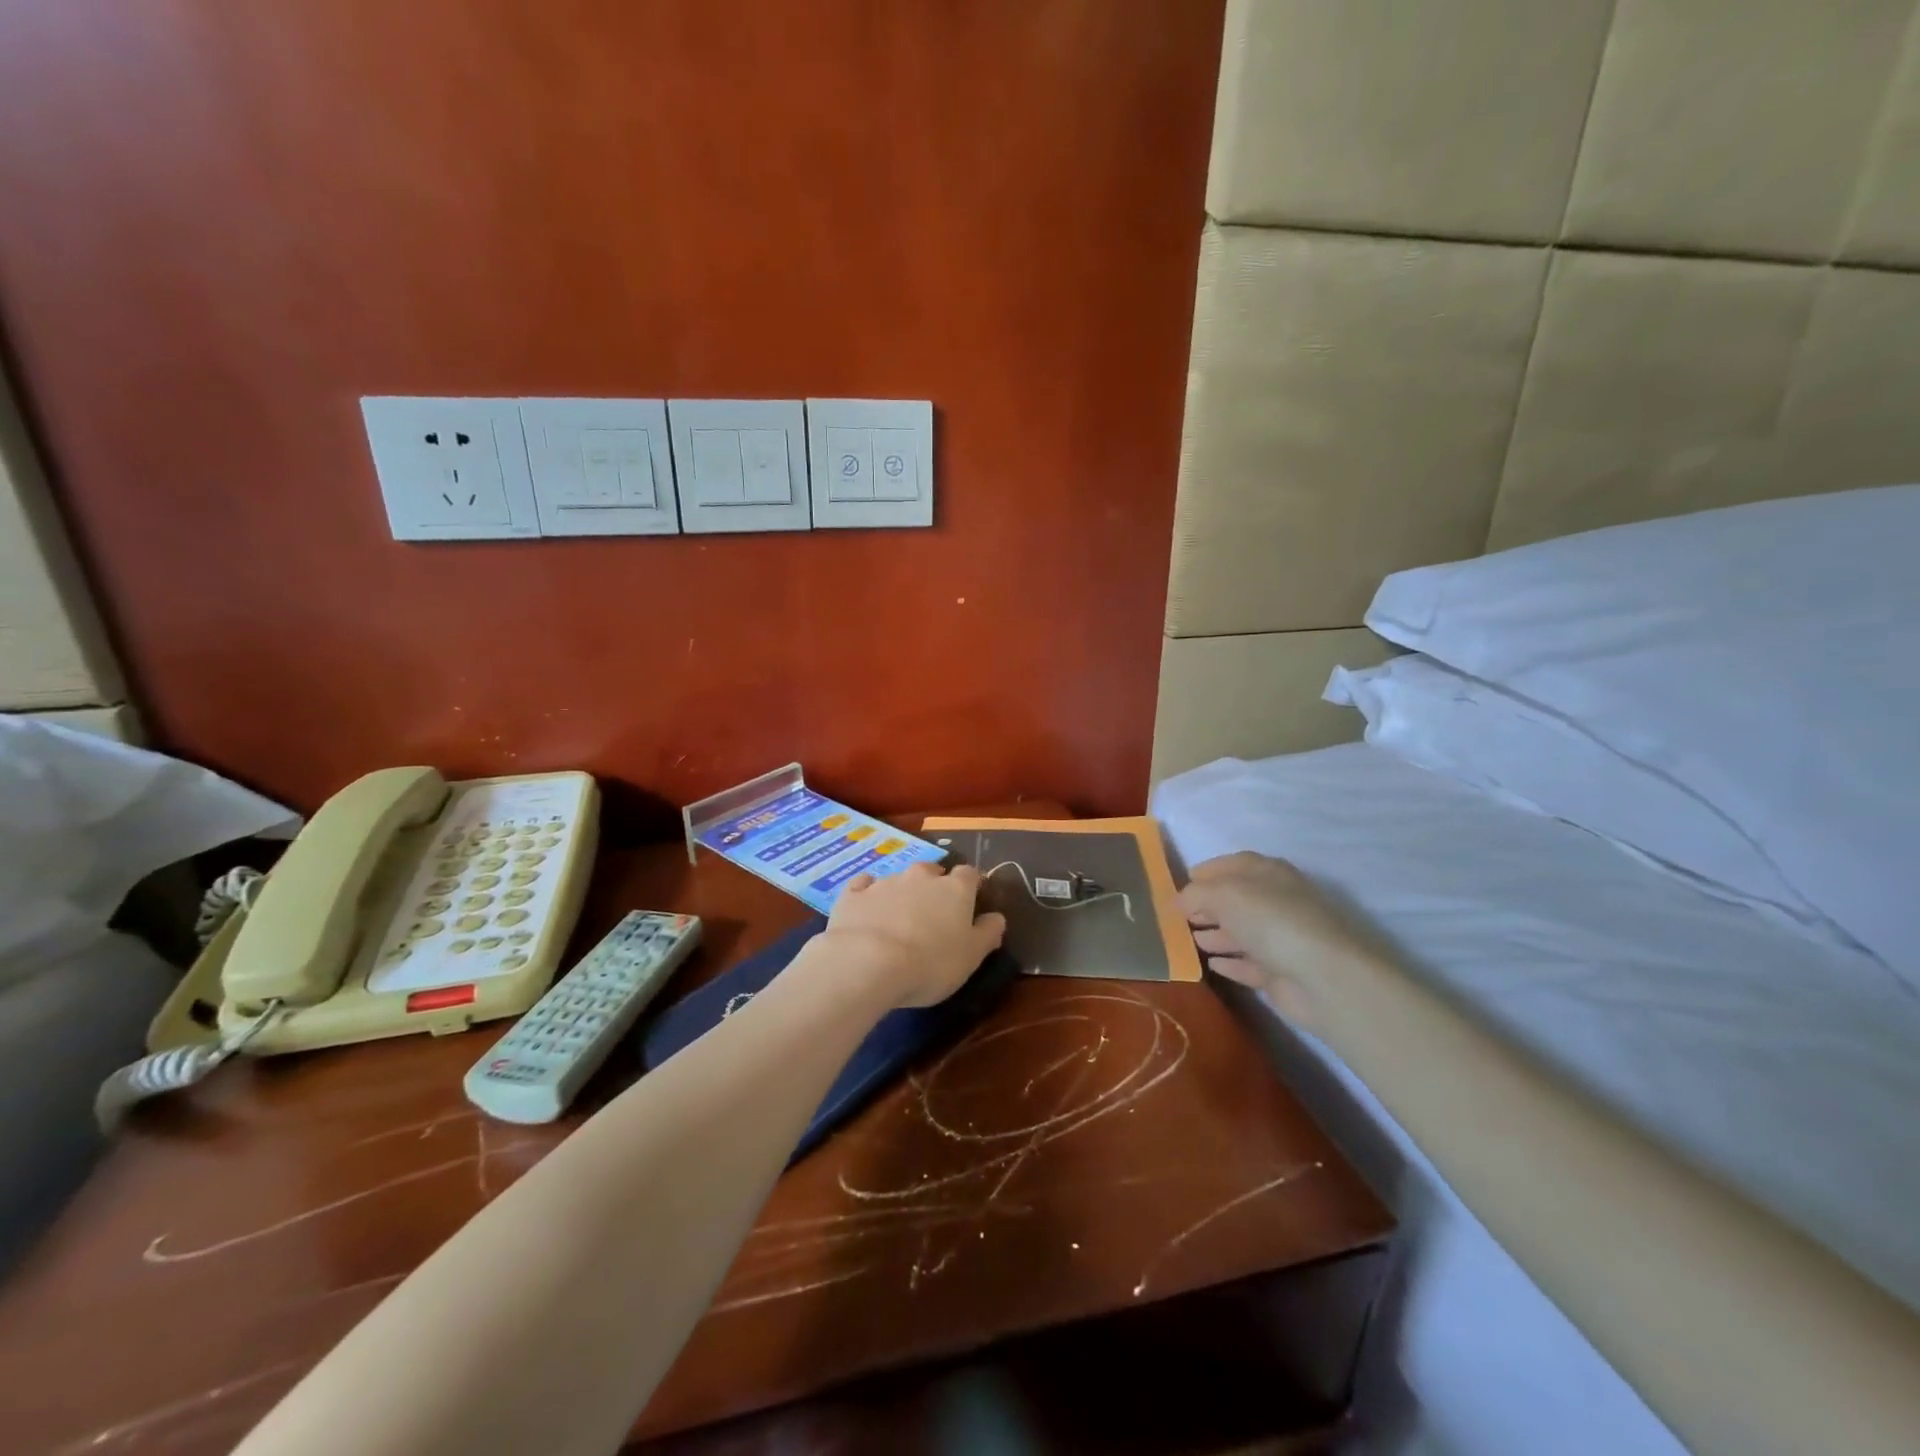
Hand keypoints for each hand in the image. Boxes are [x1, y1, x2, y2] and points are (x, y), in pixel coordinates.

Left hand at [814, 863, 1007, 1009]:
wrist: (867, 964)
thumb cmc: (930, 964)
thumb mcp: (971, 957)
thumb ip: (988, 933)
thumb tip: (997, 917)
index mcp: (955, 889)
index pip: (970, 874)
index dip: (971, 886)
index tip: (970, 901)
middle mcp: (920, 877)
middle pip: (932, 872)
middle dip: (934, 886)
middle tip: (932, 912)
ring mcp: (885, 882)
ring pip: (898, 880)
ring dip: (901, 894)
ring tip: (898, 920)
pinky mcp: (853, 894)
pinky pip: (863, 886)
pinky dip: (867, 894)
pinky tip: (866, 908)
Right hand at [1179, 852, 1376, 1023]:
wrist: (1322, 977)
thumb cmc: (1271, 920)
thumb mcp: (1224, 894)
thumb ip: (1194, 894)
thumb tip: (1177, 900)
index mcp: (1268, 873)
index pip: (1233, 864)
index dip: (1206, 871)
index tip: (1180, 883)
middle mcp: (1276, 901)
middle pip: (1236, 899)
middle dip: (1207, 905)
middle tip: (1178, 916)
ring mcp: (1281, 938)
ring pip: (1241, 932)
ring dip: (1216, 935)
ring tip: (1188, 940)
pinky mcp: (1281, 972)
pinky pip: (1248, 963)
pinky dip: (1230, 962)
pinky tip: (1210, 964)